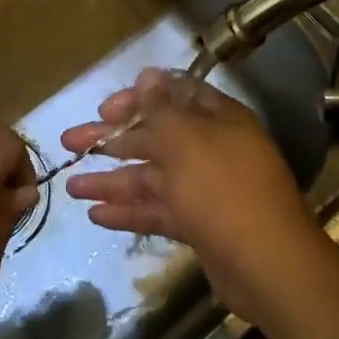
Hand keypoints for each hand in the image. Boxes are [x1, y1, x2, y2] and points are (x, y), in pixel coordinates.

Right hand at [61, 69, 330, 322]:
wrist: (268, 265)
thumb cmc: (224, 190)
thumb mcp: (188, 142)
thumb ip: (162, 108)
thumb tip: (148, 73)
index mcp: (216, 119)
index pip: (172, 96)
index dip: (137, 99)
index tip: (104, 110)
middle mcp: (210, 148)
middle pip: (154, 136)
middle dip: (111, 140)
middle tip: (69, 143)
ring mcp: (204, 189)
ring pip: (151, 176)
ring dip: (112, 180)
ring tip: (71, 188)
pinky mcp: (198, 224)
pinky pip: (158, 210)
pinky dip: (129, 211)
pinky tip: (96, 215)